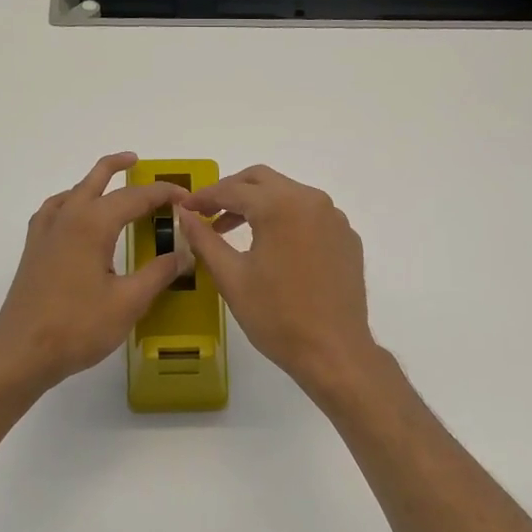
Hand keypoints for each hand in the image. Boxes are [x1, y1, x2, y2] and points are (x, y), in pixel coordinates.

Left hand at [0, 153, 190, 396]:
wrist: (22, 352)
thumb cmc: (78, 326)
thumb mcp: (129, 302)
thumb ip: (159, 273)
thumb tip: (185, 253)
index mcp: (92, 224)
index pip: (135, 197)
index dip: (163, 193)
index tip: (187, 198)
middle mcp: (66, 218)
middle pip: (95, 180)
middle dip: (118, 167)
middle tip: (138, 161)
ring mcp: (45, 233)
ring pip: (72, 192)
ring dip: (93, 182)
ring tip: (110, 184)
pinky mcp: (34, 251)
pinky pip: (55, 211)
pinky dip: (71, 202)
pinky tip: (77, 219)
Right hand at [175, 165, 381, 398]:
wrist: (334, 351)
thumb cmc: (276, 316)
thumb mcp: (231, 277)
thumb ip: (204, 239)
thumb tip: (184, 214)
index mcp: (280, 206)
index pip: (233, 190)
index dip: (204, 197)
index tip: (184, 208)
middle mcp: (311, 200)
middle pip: (263, 180)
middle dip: (231, 191)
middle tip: (207, 212)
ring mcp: (334, 218)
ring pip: (288, 194)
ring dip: (259, 204)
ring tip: (232, 230)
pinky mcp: (347, 238)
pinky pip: (310, 215)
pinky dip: (285, 219)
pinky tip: (272, 246)